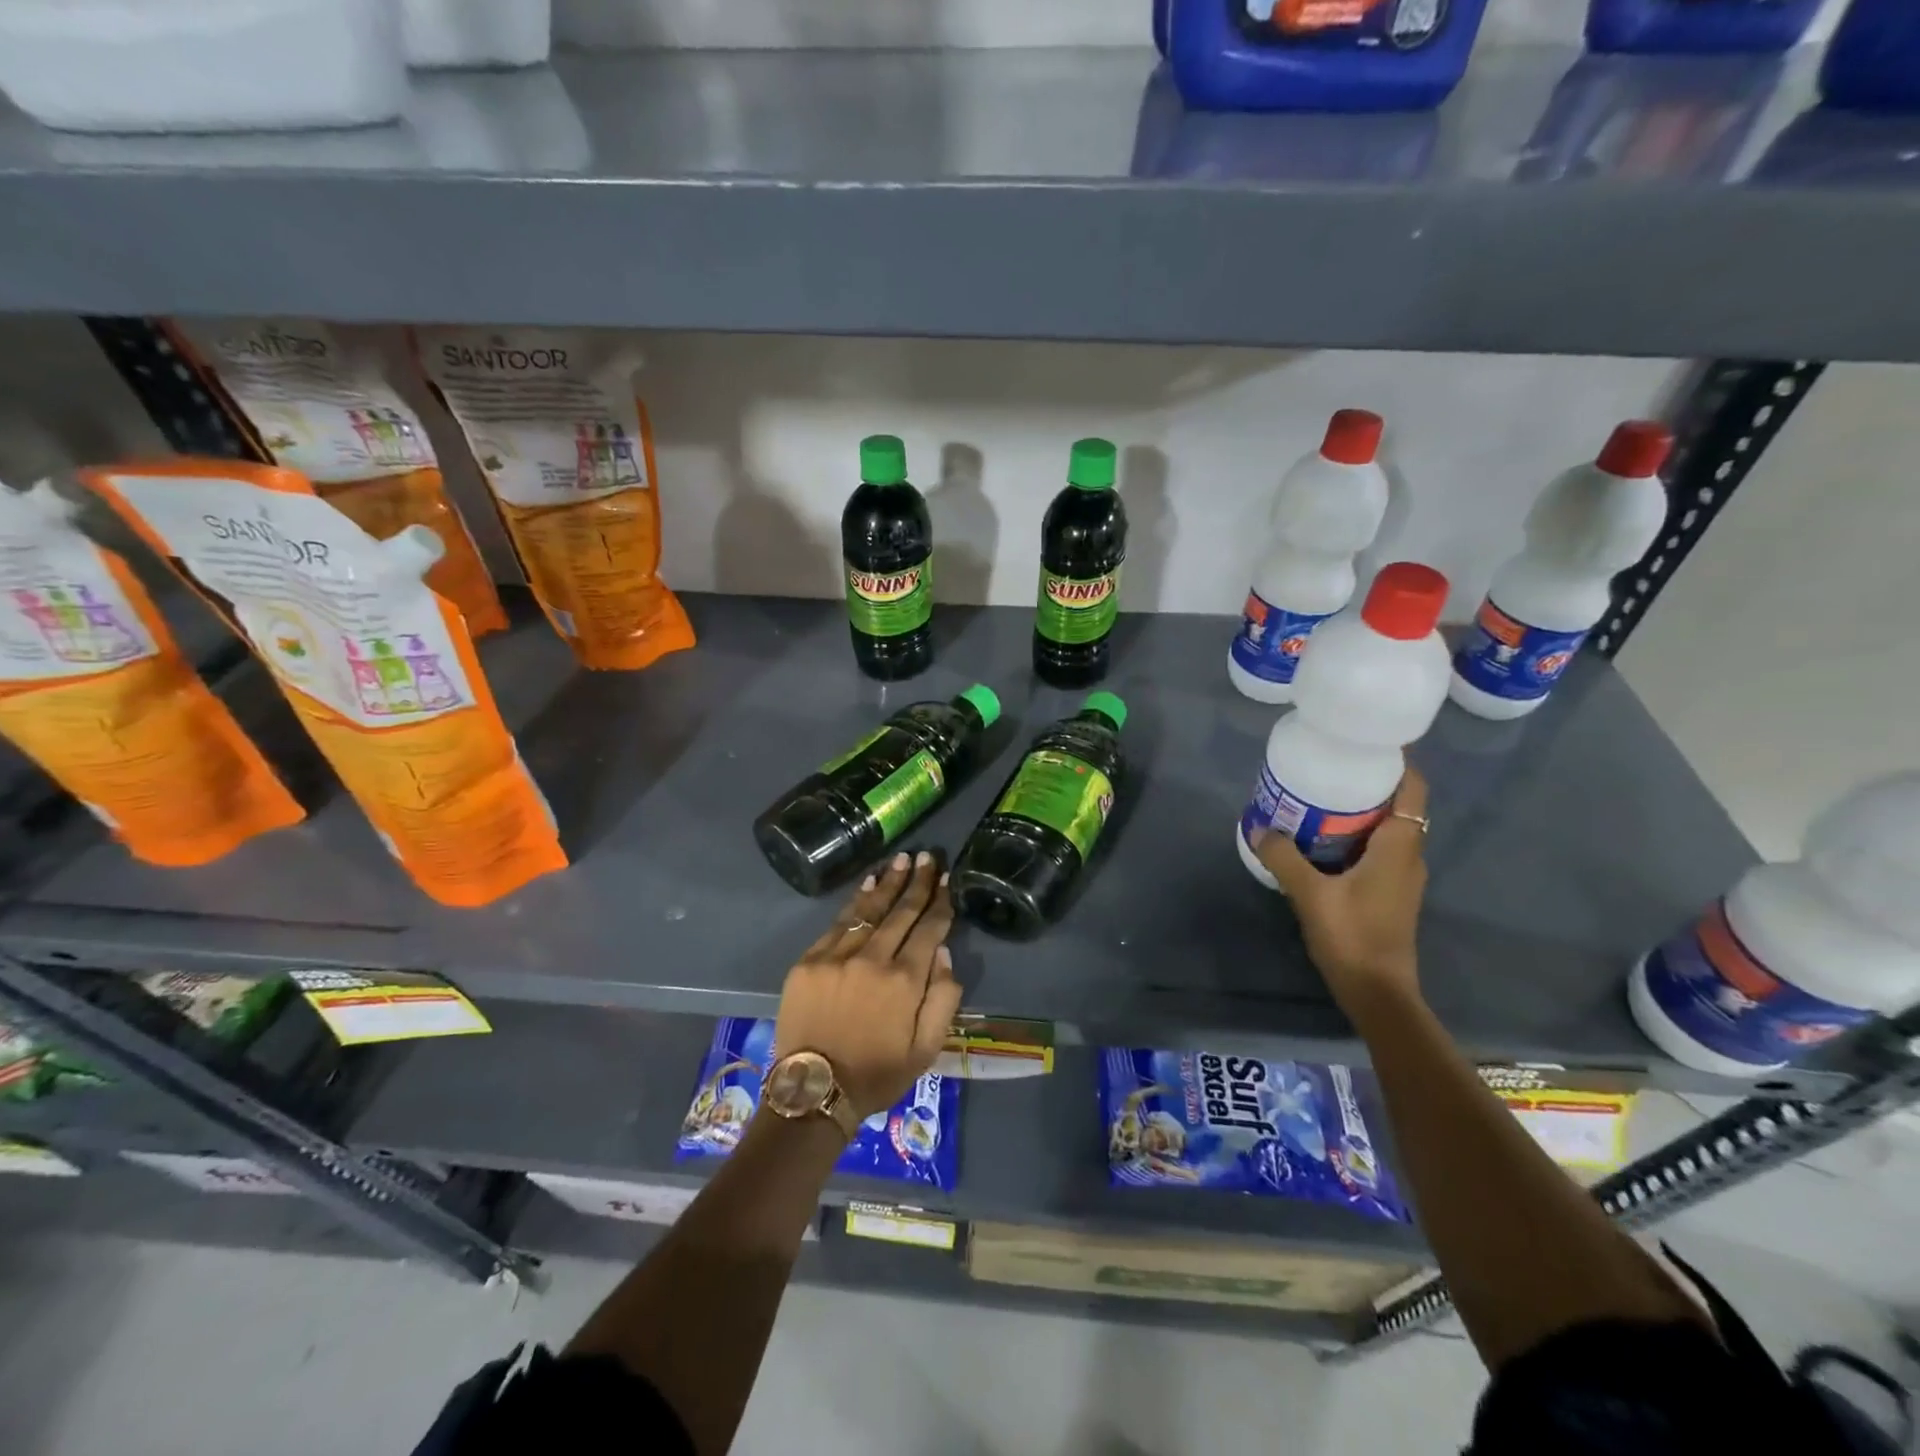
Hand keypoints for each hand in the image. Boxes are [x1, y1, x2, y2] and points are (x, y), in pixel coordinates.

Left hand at [772, 850, 961, 1120]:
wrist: (814, 1092)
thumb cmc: (878, 1073)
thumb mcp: (926, 1049)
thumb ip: (943, 998)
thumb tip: (944, 952)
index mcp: (905, 981)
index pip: (929, 929)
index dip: (940, 902)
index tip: (947, 879)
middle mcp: (873, 959)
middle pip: (901, 911)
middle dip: (917, 883)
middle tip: (928, 857)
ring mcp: (837, 956)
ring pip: (869, 909)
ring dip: (888, 882)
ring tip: (902, 860)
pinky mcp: (809, 960)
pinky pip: (838, 922)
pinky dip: (856, 900)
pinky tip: (868, 883)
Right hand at [1253, 768, 1428, 1021]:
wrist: (1378, 993)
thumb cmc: (1353, 936)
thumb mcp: (1310, 893)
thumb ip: (1284, 857)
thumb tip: (1260, 827)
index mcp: (1399, 848)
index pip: (1412, 790)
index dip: (1398, 762)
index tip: (1367, 743)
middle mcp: (1408, 857)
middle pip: (1398, 806)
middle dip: (1367, 784)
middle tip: (1329, 768)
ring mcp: (1401, 878)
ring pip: (1386, 831)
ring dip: (1359, 813)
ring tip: (1319, 799)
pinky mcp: (1389, 895)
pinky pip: (1376, 851)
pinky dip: (1355, 837)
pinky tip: (1320, 841)